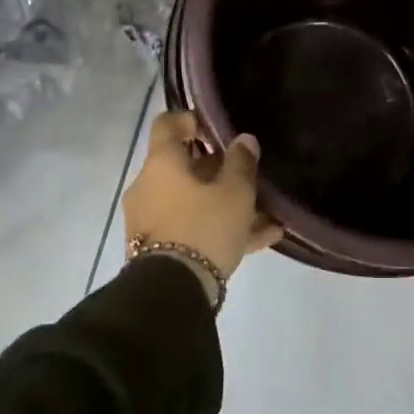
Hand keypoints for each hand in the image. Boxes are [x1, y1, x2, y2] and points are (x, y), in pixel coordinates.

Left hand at [123, 111, 283, 301]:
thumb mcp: (235, 192)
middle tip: (249, 178)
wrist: (171, 293)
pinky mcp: (156, 250)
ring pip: (192, 201)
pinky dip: (219, 229)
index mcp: (161, 163)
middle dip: (218, 171)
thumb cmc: (203, 227)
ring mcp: (149, 220)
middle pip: (184, 167)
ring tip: (265, 215)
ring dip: (224, 204)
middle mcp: (149, 186)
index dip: (191, 120)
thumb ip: (242, 162)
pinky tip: (262, 239)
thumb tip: (244, 140)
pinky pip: (191, 229)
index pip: (167, 124)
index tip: (215, 129)